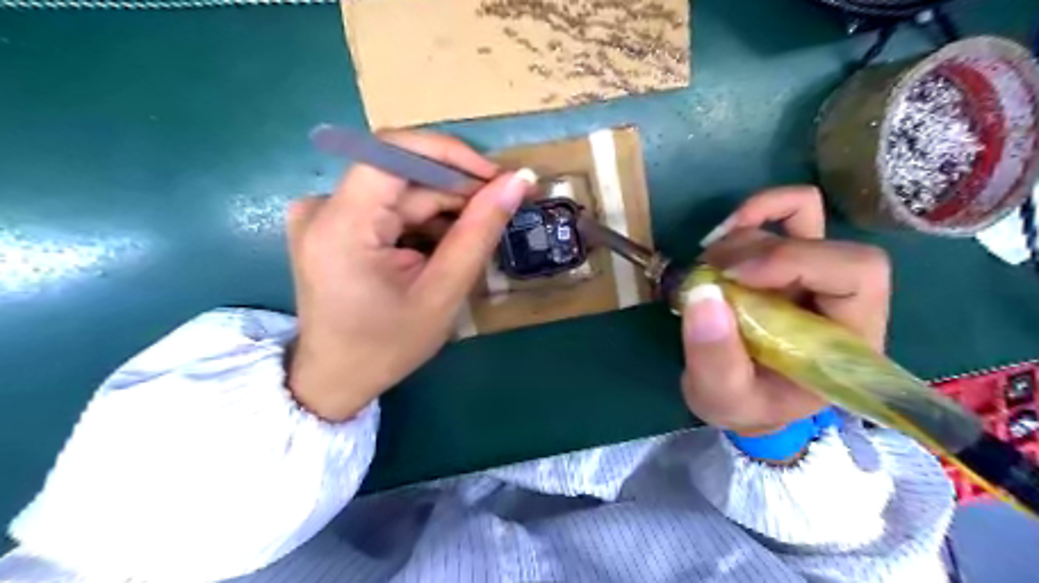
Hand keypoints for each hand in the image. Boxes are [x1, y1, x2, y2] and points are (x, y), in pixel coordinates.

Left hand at [287, 129, 538, 424]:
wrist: (336, 379)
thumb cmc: (388, 346)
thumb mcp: (442, 292)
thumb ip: (479, 232)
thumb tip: (519, 181)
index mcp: (341, 225)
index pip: (394, 152)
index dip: (451, 155)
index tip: (496, 178)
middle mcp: (321, 207)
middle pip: (401, 175)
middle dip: (455, 189)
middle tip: (501, 209)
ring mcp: (322, 213)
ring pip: (399, 191)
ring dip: (442, 209)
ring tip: (472, 240)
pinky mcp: (330, 223)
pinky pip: (387, 206)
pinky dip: (421, 220)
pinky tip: (441, 248)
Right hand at [685, 189, 892, 434]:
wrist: (743, 398)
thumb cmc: (745, 405)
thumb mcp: (723, 398)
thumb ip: (714, 358)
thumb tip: (702, 293)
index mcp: (848, 339)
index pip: (857, 275)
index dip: (796, 261)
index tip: (734, 277)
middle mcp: (841, 298)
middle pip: (826, 243)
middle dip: (760, 252)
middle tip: (710, 275)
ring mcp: (815, 273)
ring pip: (802, 218)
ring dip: (744, 236)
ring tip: (706, 270)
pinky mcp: (788, 260)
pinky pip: (789, 213)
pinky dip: (754, 213)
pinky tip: (722, 236)